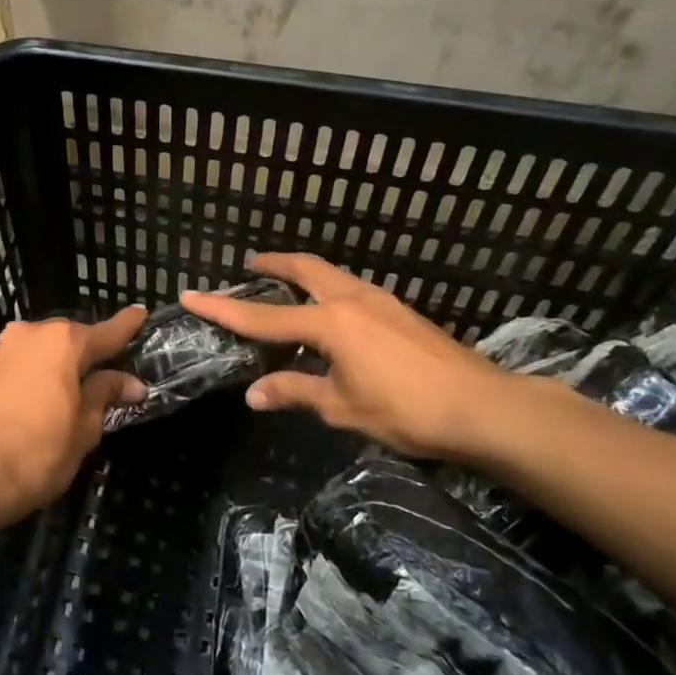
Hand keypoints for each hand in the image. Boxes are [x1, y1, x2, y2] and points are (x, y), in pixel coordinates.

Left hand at [0, 307, 147, 523]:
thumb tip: (130, 382)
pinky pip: (16, 366)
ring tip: (68, 394)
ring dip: (55, 366)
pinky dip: (30, 377)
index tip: (141, 313)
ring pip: (39, 352)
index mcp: (63, 342)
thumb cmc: (37, 453)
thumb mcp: (84, 429)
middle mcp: (29, 334)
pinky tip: (34, 403)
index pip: (106, 332)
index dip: (127, 326)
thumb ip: (105, 396)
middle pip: (69, 339)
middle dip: (87, 355)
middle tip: (105, 377)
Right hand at [181, 254, 517, 462]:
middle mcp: (351, 299)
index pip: (263, 315)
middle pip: (304, 269)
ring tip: (286, 286)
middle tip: (250, 265)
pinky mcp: (401, 311)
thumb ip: (296, 392)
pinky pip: (351, 289)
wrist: (484, 407)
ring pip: (331, 274)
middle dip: (273, 264)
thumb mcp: (343, 407)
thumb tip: (254, 394)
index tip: (191, 294)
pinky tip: (331, 314)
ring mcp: (381, 300)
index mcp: (330, 323)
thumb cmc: (407, 410)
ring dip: (304, 274)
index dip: (224, 308)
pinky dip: (328, 290)